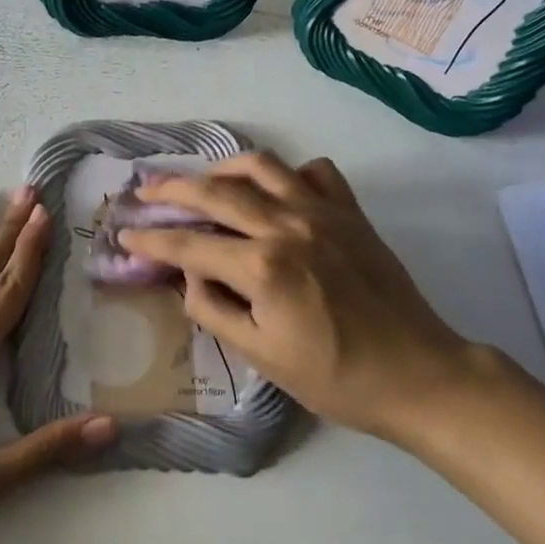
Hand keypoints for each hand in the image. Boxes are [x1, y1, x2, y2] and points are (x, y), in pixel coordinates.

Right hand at [120, 152, 479, 446]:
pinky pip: (316, 172)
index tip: (125, 233)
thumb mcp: (261, 357)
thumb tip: (189, 275)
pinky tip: (277, 190)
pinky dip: (290, 173)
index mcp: (262, 266)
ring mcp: (323, 213)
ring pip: (262, 166)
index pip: (189, 244)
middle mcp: (287, 226)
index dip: (151, 239)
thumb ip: (214, 309)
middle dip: (172, 189)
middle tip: (146, 190)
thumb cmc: (335, 377)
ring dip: (224, 168)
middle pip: (216, 192)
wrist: (419, 375)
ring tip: (205, 179)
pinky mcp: (351, 213)